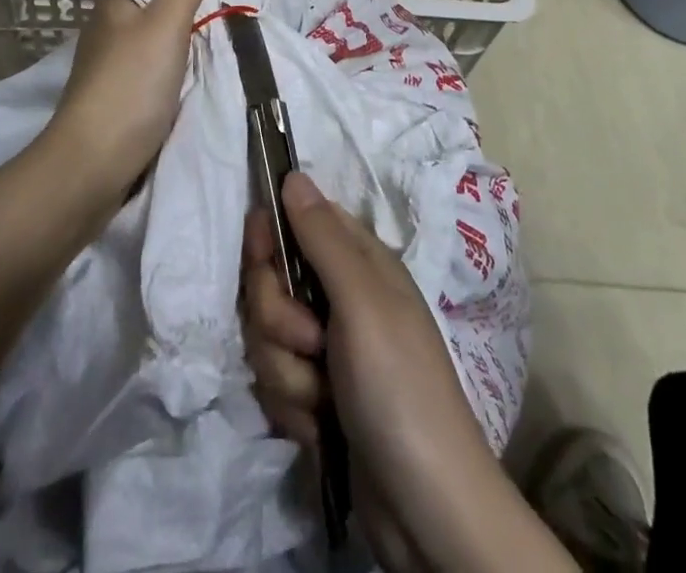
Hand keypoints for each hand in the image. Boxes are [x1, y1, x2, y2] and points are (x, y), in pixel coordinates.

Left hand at [48, 0, 224, 200]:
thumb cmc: (129, 85)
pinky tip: (213, 47)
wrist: (93, 166)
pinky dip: (188, 46)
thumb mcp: (165, 24)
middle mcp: (114, 22)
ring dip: (194, 16)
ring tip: (236, 2)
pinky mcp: (128, 88)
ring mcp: (119, 58)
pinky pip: (165, 53)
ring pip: (164, 25)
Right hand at [243, 173, 529, 571]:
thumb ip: (322, 237)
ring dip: (286, 373)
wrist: (425, 510)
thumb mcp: (362, 302)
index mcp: (358, 263)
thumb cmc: (400, 388)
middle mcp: (340, 298)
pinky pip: (275, 382)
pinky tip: (321, 428)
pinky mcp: (316, 396)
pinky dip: (293, 408)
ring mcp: (327, 350)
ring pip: (267, 337)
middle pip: (270, 284)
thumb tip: (293, 174)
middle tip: (311, 344)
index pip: (295, 223)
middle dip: (278, 320)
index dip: (270, 239)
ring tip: (323, 399)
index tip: (261, 258)